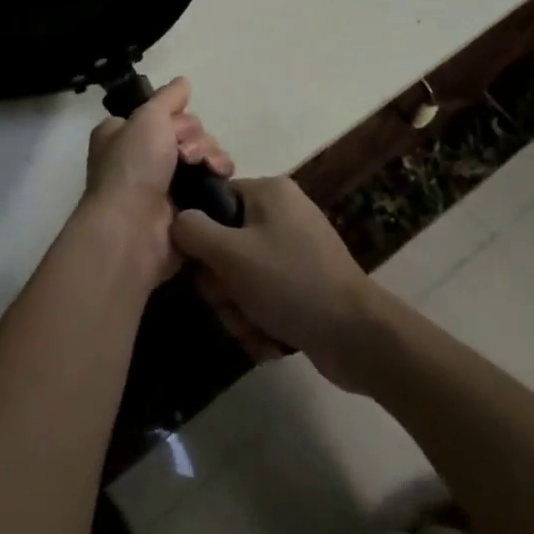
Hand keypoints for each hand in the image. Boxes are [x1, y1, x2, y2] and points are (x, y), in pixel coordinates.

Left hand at [84, 77, 231, 283]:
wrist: (134, 230)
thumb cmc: (132, 166)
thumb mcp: (147, 117)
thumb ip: (168, 98)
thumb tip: (183, 82)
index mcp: (123, 135)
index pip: (160, 114)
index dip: (174, 116)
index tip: (175, 122)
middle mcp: (141, 159)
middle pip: (186, 133)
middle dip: (194, 137)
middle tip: (185, 152)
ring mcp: (163, 186)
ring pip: (202, 156)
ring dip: (209, 154)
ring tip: (206, 167)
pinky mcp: (185, 209)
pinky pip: (210, 183)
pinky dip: (218, 177)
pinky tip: (220, 177)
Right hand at [171, 176, 383, 392]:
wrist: (359, 339)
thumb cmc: (291, 284)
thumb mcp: (232, 255)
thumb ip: (193, 232)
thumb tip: (175, 220)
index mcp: (268, 192)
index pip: (214, 202)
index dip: (202, 237)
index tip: (204, 268)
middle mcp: (282, 215)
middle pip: (225, 246)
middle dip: (224, 287)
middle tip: (233, 304)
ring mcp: (295, 252)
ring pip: (242, 279)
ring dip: (240, 311)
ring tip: (256, 328)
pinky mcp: (304, 286)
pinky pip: (265, 298)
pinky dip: (262, 322)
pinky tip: (272, 340)